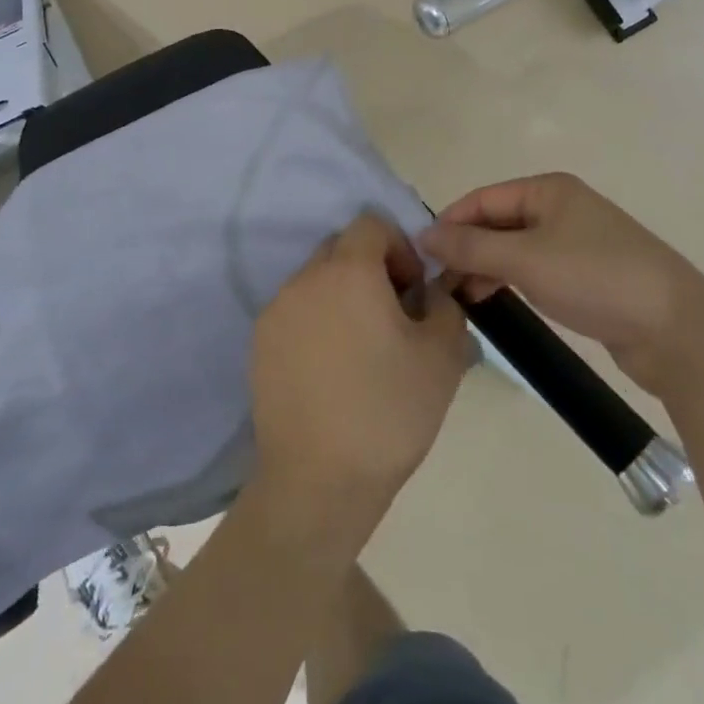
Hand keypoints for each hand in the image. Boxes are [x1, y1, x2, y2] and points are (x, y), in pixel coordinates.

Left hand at [249, 213, 470, 536]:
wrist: (318, 479)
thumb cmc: (388, 411)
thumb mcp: (441, 356)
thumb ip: (444, 304)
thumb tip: (432, 290)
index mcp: (348, 270)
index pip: (371, 224)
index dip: (399, 248)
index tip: (412, 292)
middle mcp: (305, 278)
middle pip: (341, 249)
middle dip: (371, 269)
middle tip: (392, 319)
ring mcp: (276, 309)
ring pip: (316, 281)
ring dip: (342, 296)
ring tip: (362, 349)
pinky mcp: (259, 341)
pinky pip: (295, 311)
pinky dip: (316, 322)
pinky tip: (332, 370)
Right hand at [419, 173, 703, 393]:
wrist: (678, 330)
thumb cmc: (595, 278)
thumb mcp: (525, 260)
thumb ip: (471, 247)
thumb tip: (423, 236)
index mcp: (548, 189)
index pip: (482, 199)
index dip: (449, 224)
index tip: (421, 255)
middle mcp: (561, 207)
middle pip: (497, 222)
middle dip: (466, 249)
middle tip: (438, 283)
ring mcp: (576, 242)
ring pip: (514, 249)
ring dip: (485, 268)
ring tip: (461, 297)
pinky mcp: (587, 275)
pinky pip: (534, 269)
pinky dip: (510, 281)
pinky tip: (493, 301)